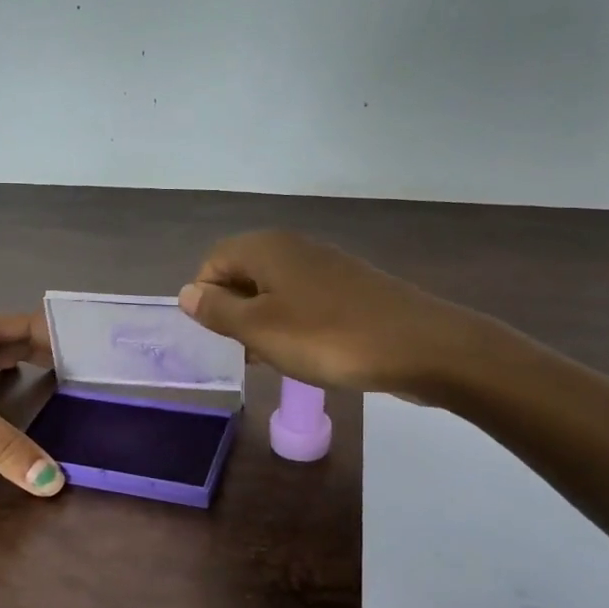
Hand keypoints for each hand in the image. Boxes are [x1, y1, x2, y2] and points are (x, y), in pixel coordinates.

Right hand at [177, 230, 491, 400]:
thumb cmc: (328, 338)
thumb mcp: (260, 330)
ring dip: (264, 323)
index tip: (220, 336)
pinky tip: (308, 354)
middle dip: (235, 313)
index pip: (213, 262)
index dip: (206, 299)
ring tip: (276, 359)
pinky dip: (294, 325)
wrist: (422, 346)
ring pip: (274, 291)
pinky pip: (304, 302)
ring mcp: (325, 267)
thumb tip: (186, 294)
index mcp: (266, 248)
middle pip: (243, 274)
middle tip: (246, 351)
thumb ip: (217, 311)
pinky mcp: (350, 289)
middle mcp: (293, 247)